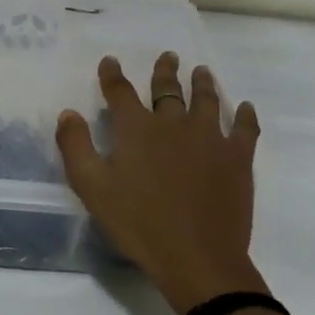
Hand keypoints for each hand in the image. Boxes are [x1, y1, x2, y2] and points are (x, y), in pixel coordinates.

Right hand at [56, 53, 262, 314]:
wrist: (196, 257)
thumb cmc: (138, 224)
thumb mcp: (92, 188)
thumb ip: (76, 147)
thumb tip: (68, 113)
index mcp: (137, 130)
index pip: (121, 92)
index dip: (112, 75)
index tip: (110, 61)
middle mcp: (174, 124)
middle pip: (168, 89)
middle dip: (164, 71)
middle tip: (168, 56)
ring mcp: (210, 138)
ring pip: (206, 100)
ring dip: (203, 83)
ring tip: (201, 71)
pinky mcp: (238, 158)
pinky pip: (244, 128)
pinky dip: (245, 115)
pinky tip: (245, 108)